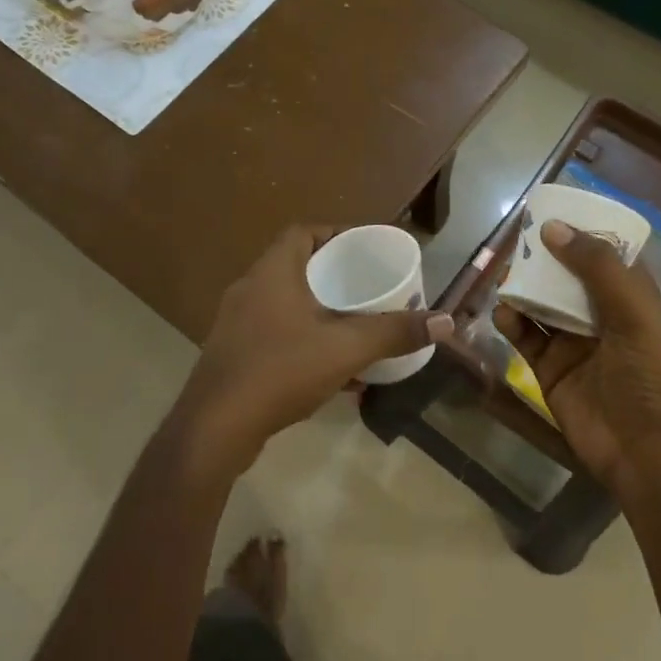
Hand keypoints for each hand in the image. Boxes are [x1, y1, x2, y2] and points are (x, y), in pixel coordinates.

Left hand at [171, 225, 452, 479]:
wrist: (215, 427)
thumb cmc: (280, 371)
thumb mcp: (345, 349)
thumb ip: (394, 332)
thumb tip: (445, 321)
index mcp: (271, 273)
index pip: (302, 233)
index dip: (333, 233)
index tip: (363, 248)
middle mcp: (249, 290)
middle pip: (295, 268)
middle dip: (332, 276)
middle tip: (366, 288)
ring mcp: (236, 325)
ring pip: (285, 305)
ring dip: (318, 312)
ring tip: (353, 325)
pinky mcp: (233, 356)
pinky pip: (275, 336)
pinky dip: (303, 342)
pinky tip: (329, 370)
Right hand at [493, 220, 660, 500]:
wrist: (642, 449)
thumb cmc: (646, 375)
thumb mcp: (630, 313)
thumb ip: (594, 267)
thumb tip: (552, 228)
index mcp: (629, 297)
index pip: (605, 254)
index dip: (582, 232)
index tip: (552, 209)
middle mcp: (600, 315)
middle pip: (566, 276)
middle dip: (543, 258)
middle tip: (516, 240)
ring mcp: (572, 342)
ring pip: (541, 304)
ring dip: (523, 288)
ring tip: (503, 274)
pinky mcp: (549, 368)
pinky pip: (525, 337)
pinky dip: (512, 322)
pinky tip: (503, 314)